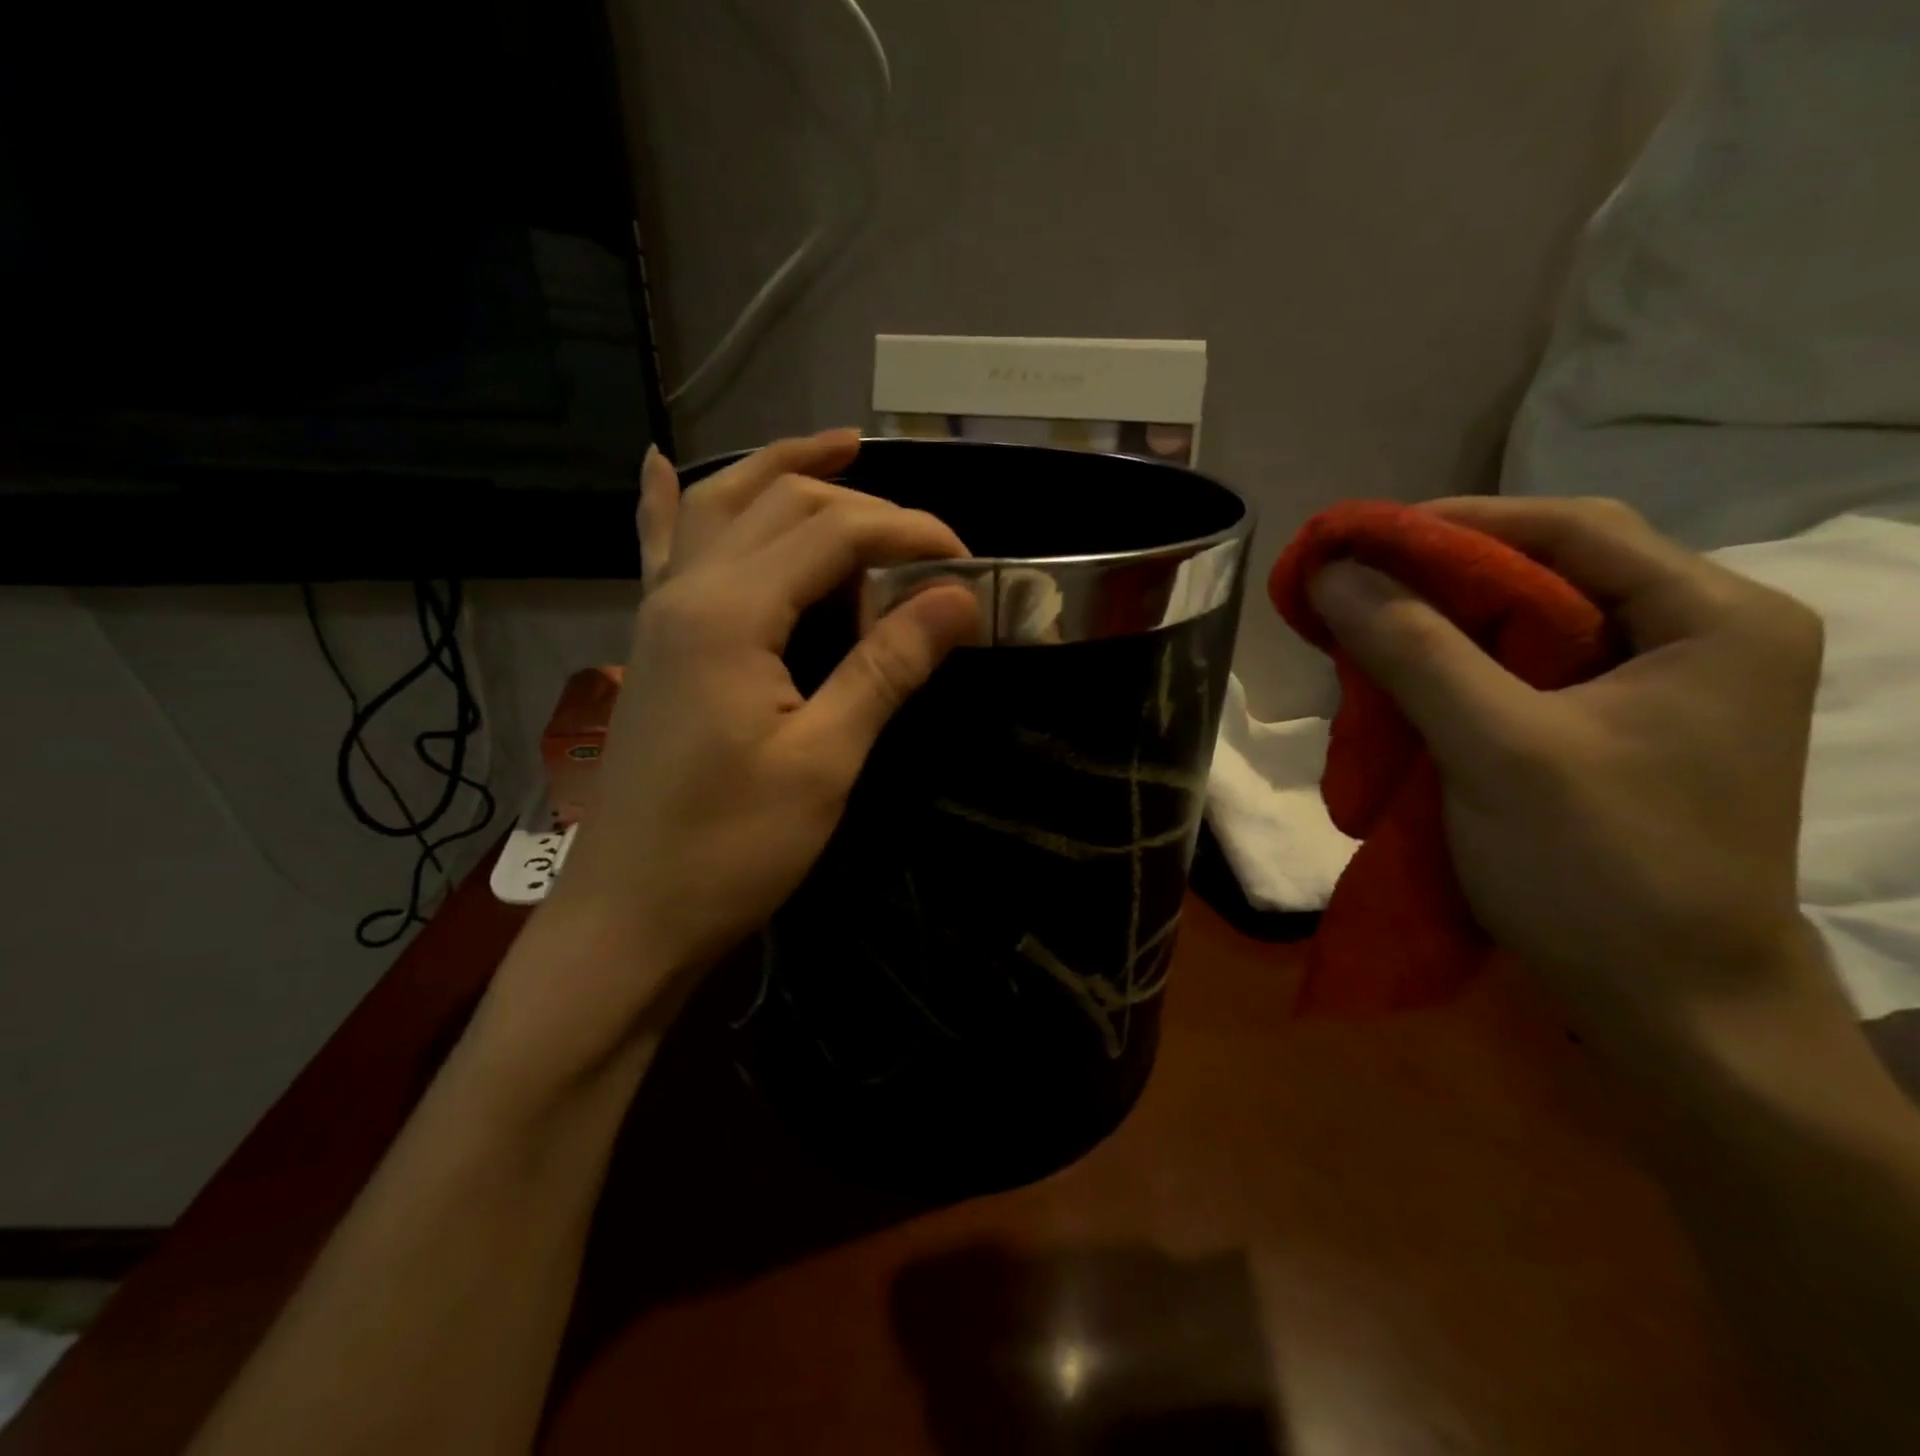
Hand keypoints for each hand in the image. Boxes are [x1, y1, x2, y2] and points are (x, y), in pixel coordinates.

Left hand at [544, 430, 979, 1025]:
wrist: (631, 916)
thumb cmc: (731, 849)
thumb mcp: (824, 761)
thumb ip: (887, 667)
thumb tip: (959, 597)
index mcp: (730, 613)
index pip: (835, 533)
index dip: (909, 533)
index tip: (968, 562)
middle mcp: (686, 590)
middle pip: (782, 505)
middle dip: (863, 506)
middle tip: (927, 541)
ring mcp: (658, 612)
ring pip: (723, 508)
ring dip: (783, 470)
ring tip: (842, 449)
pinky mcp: (653, 644)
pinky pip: (660, 551)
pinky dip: (671, 503)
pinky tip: (662, 465)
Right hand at [1308, 497, 1836, 1050]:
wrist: (1668, 1008)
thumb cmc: (1600, 869)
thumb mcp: (1498, 748)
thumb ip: (1415, 650)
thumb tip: (1334, 571)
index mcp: (1713, 619)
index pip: (1572, 529)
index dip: (1455, 523)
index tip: (1358, 541)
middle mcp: (1697, 639)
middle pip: (1548, 576)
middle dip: (1439, 583)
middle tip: (1351, 597)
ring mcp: (1657, 692)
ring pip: (1526, 630)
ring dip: (1439, 633)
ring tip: (1363, 644)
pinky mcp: (1614, 737)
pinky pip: (1521, 680)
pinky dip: (1454, 678)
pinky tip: (1402, 694)